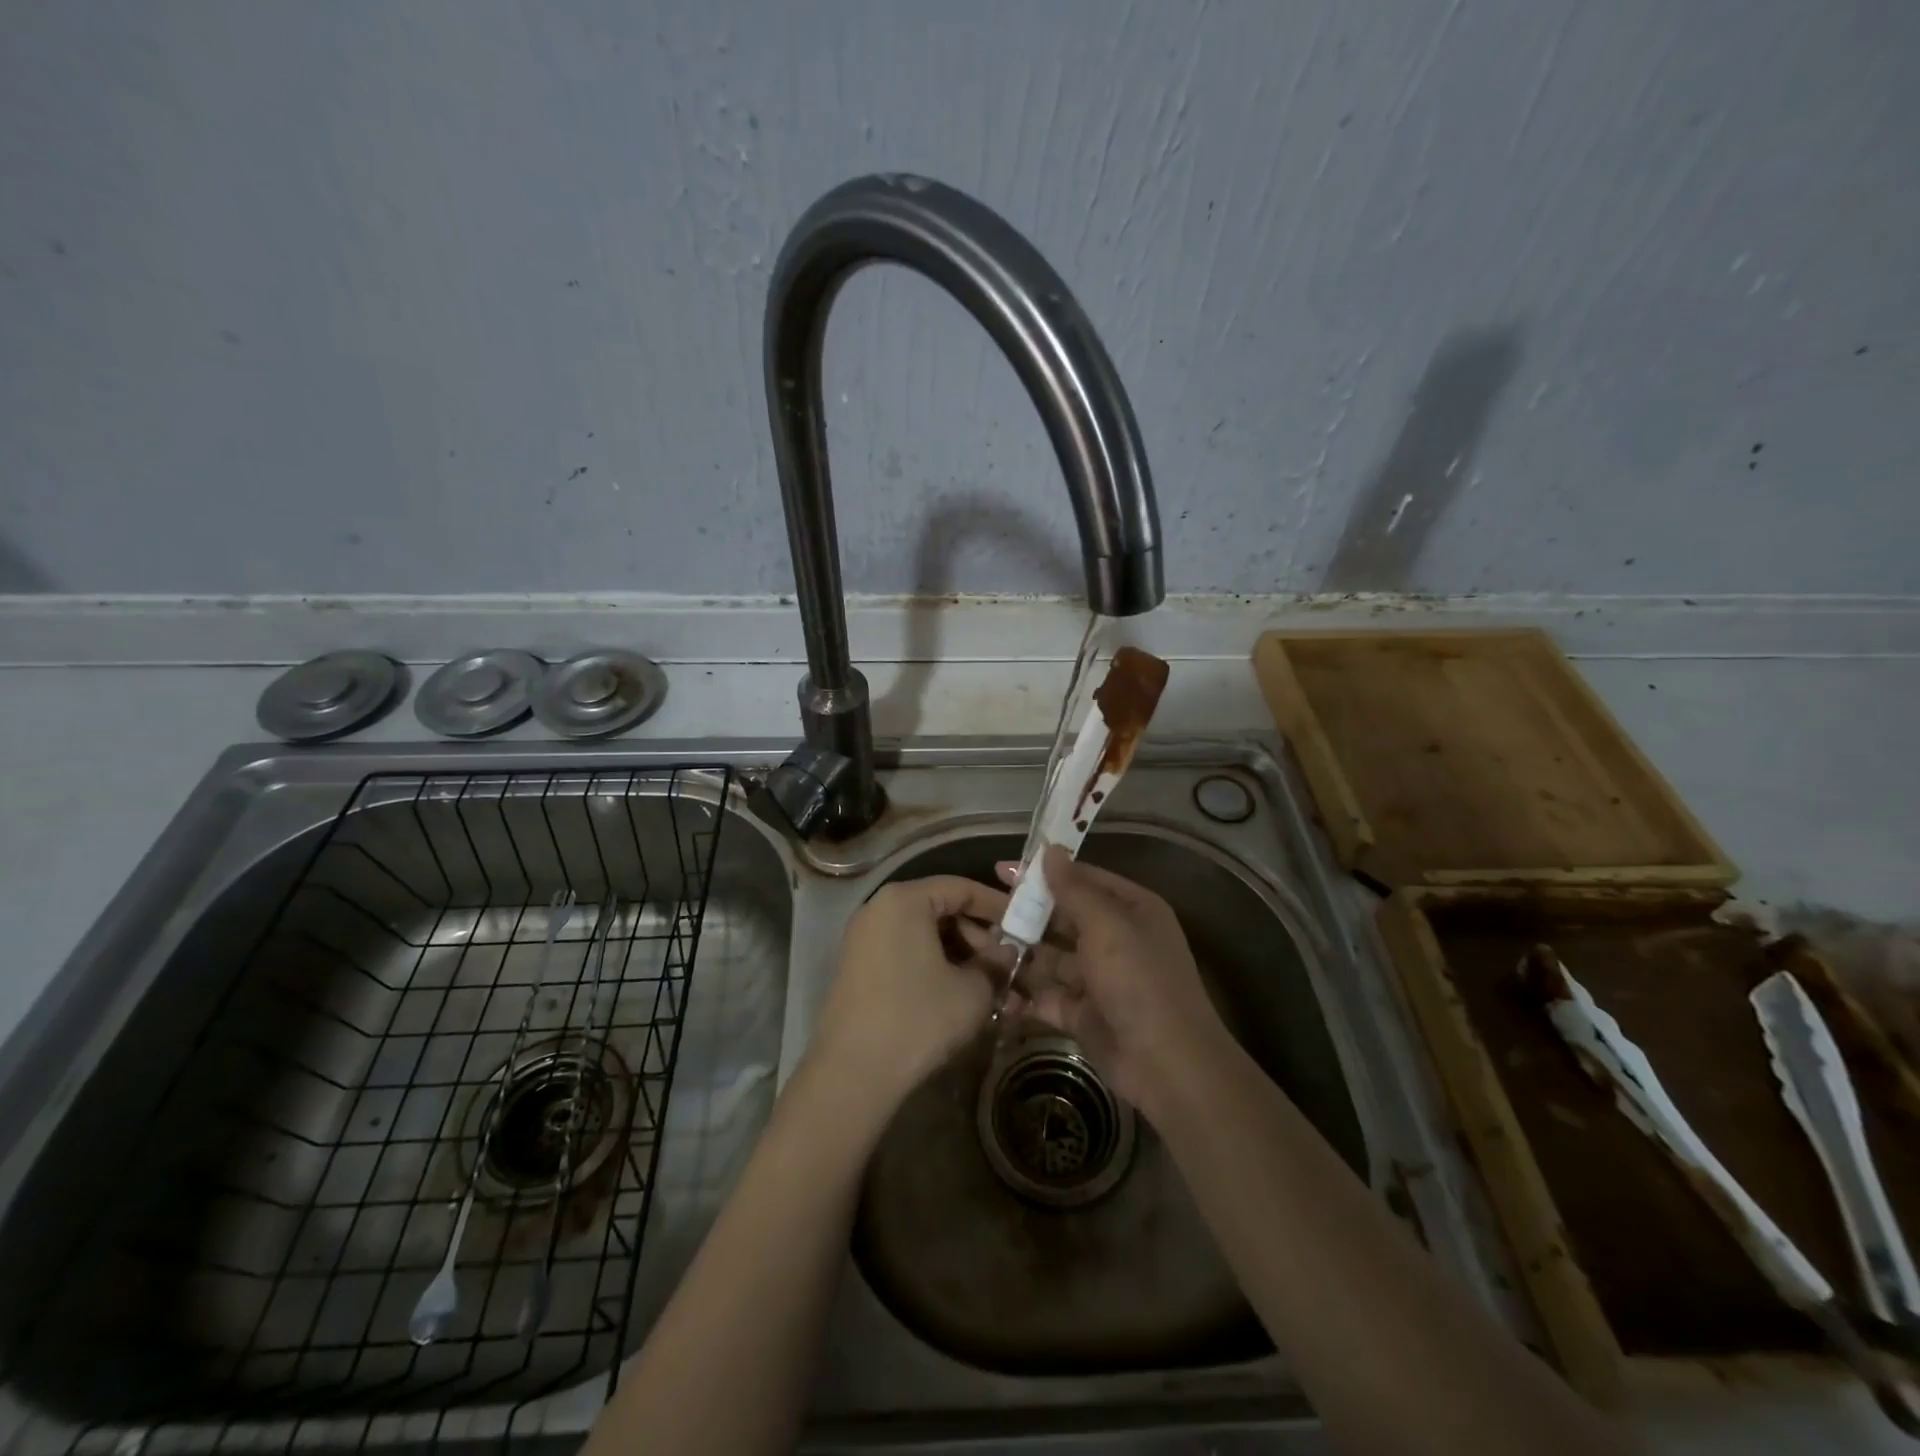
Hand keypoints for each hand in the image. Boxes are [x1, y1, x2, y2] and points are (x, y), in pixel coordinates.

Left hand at [809, 875, 1013, 1107]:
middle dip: (979, 937)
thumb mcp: (972, 991)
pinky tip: (959, 997)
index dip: (997, 906)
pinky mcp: (858, 969)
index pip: (961, 888)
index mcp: (904, 900)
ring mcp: (864, 939)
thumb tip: (1008, 953)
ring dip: (960, 957)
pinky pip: (906, 954)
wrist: (852, 1074)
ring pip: (924, 935)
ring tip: (990, 988)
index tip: (1024, 926)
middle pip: (941, 910)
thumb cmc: (918, 1019)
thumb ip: (996, 964)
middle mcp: (879, 909)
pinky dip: (935, 967)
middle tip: (1008, 964)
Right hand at [999, 844, 1231, 1117]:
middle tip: (983, 909)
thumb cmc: (1139, 980)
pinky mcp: (1082, 1013)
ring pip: (1051, 957)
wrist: (1167, 1064)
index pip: (1082, 879)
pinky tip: (991, 984)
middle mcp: (1115, 939)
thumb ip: (1073, 888)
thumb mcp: (1107, 925)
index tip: (1002, 870)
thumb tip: (1050, 849)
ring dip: (1020, 951)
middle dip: (1027, 914)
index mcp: (1131, 909)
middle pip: (1063, 917)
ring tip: (979, 944)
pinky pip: (1047, 995)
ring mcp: (1098, 978)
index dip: (1045, 873)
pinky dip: (1023, 993)